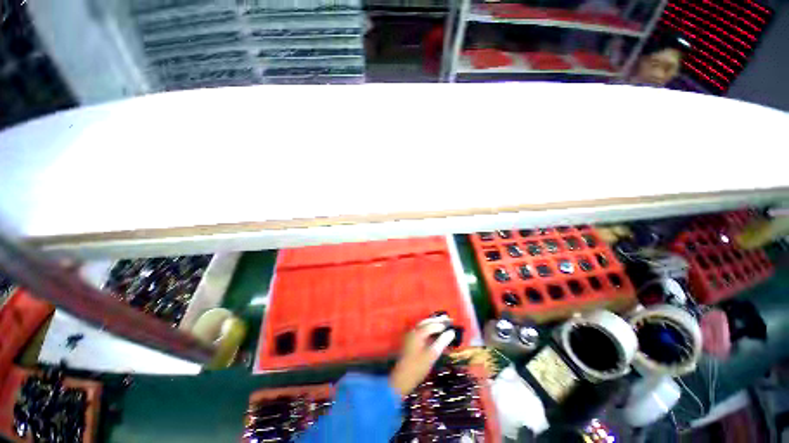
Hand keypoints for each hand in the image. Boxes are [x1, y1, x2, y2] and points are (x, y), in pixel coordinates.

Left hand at [389, 317, 455, 396]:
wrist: (403, 377)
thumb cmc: (418, 367)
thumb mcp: (432, 355)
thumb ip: (441, 342)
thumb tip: (451, 333)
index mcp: (418, 333)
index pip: (432, 325)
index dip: (441, 324)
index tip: (451, 324)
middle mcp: (413, 331)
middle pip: (426, 322)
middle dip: (437, 320)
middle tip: (447, 318)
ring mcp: (410, 335)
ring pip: (422, 324)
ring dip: (432, 322)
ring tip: (442, 322)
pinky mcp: (410, 340)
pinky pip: (420, 329)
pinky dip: (427, 327)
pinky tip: (433, 331)